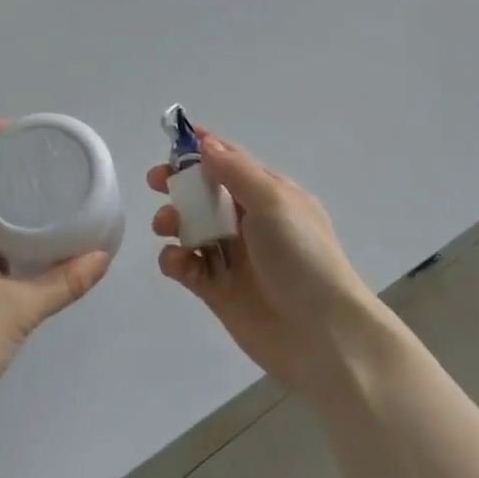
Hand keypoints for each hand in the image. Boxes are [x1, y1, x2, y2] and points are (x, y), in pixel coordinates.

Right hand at [149, 131, 379, 396]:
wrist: (322, 334)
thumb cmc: (301, 256)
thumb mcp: (273, 202)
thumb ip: (236, 171)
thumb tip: (206, 143)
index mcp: (269, 195)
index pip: (231, 162)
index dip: (202, 150)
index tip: (171, 143)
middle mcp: (250, 222)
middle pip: (206, 194)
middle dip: (180, 185)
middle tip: (156, 182)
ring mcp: (234, 257)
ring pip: (192, 229)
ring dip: (174, 221)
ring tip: (165, 226)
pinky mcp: (219, 291)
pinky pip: (189, 267)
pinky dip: (176, 260)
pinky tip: (177, 262)